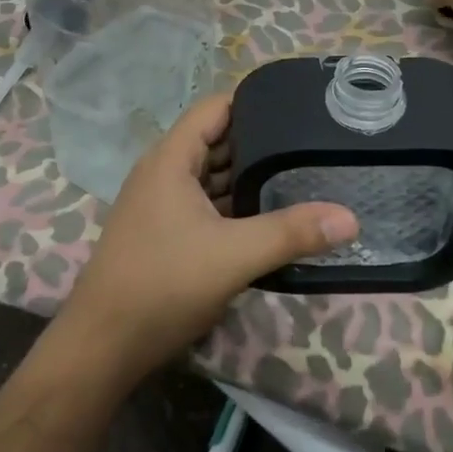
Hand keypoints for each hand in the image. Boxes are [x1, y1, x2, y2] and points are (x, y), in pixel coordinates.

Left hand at [53, 92, 357, 384]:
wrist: (102, 348)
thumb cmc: (163, 286)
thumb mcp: (234, 256)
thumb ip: (291, 232)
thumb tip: (351, 217)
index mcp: (171, 159)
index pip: (216, 108)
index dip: (255, 103)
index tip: (299, 109)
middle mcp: (163, 172)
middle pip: (217, 140)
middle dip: (260, 143)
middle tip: (311, 145)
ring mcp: (160, 204)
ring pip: (212, 176)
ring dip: (248, 177)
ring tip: (300, 176)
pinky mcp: (163, 232)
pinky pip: (206, 204)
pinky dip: (234, 205)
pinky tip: (268, 217)